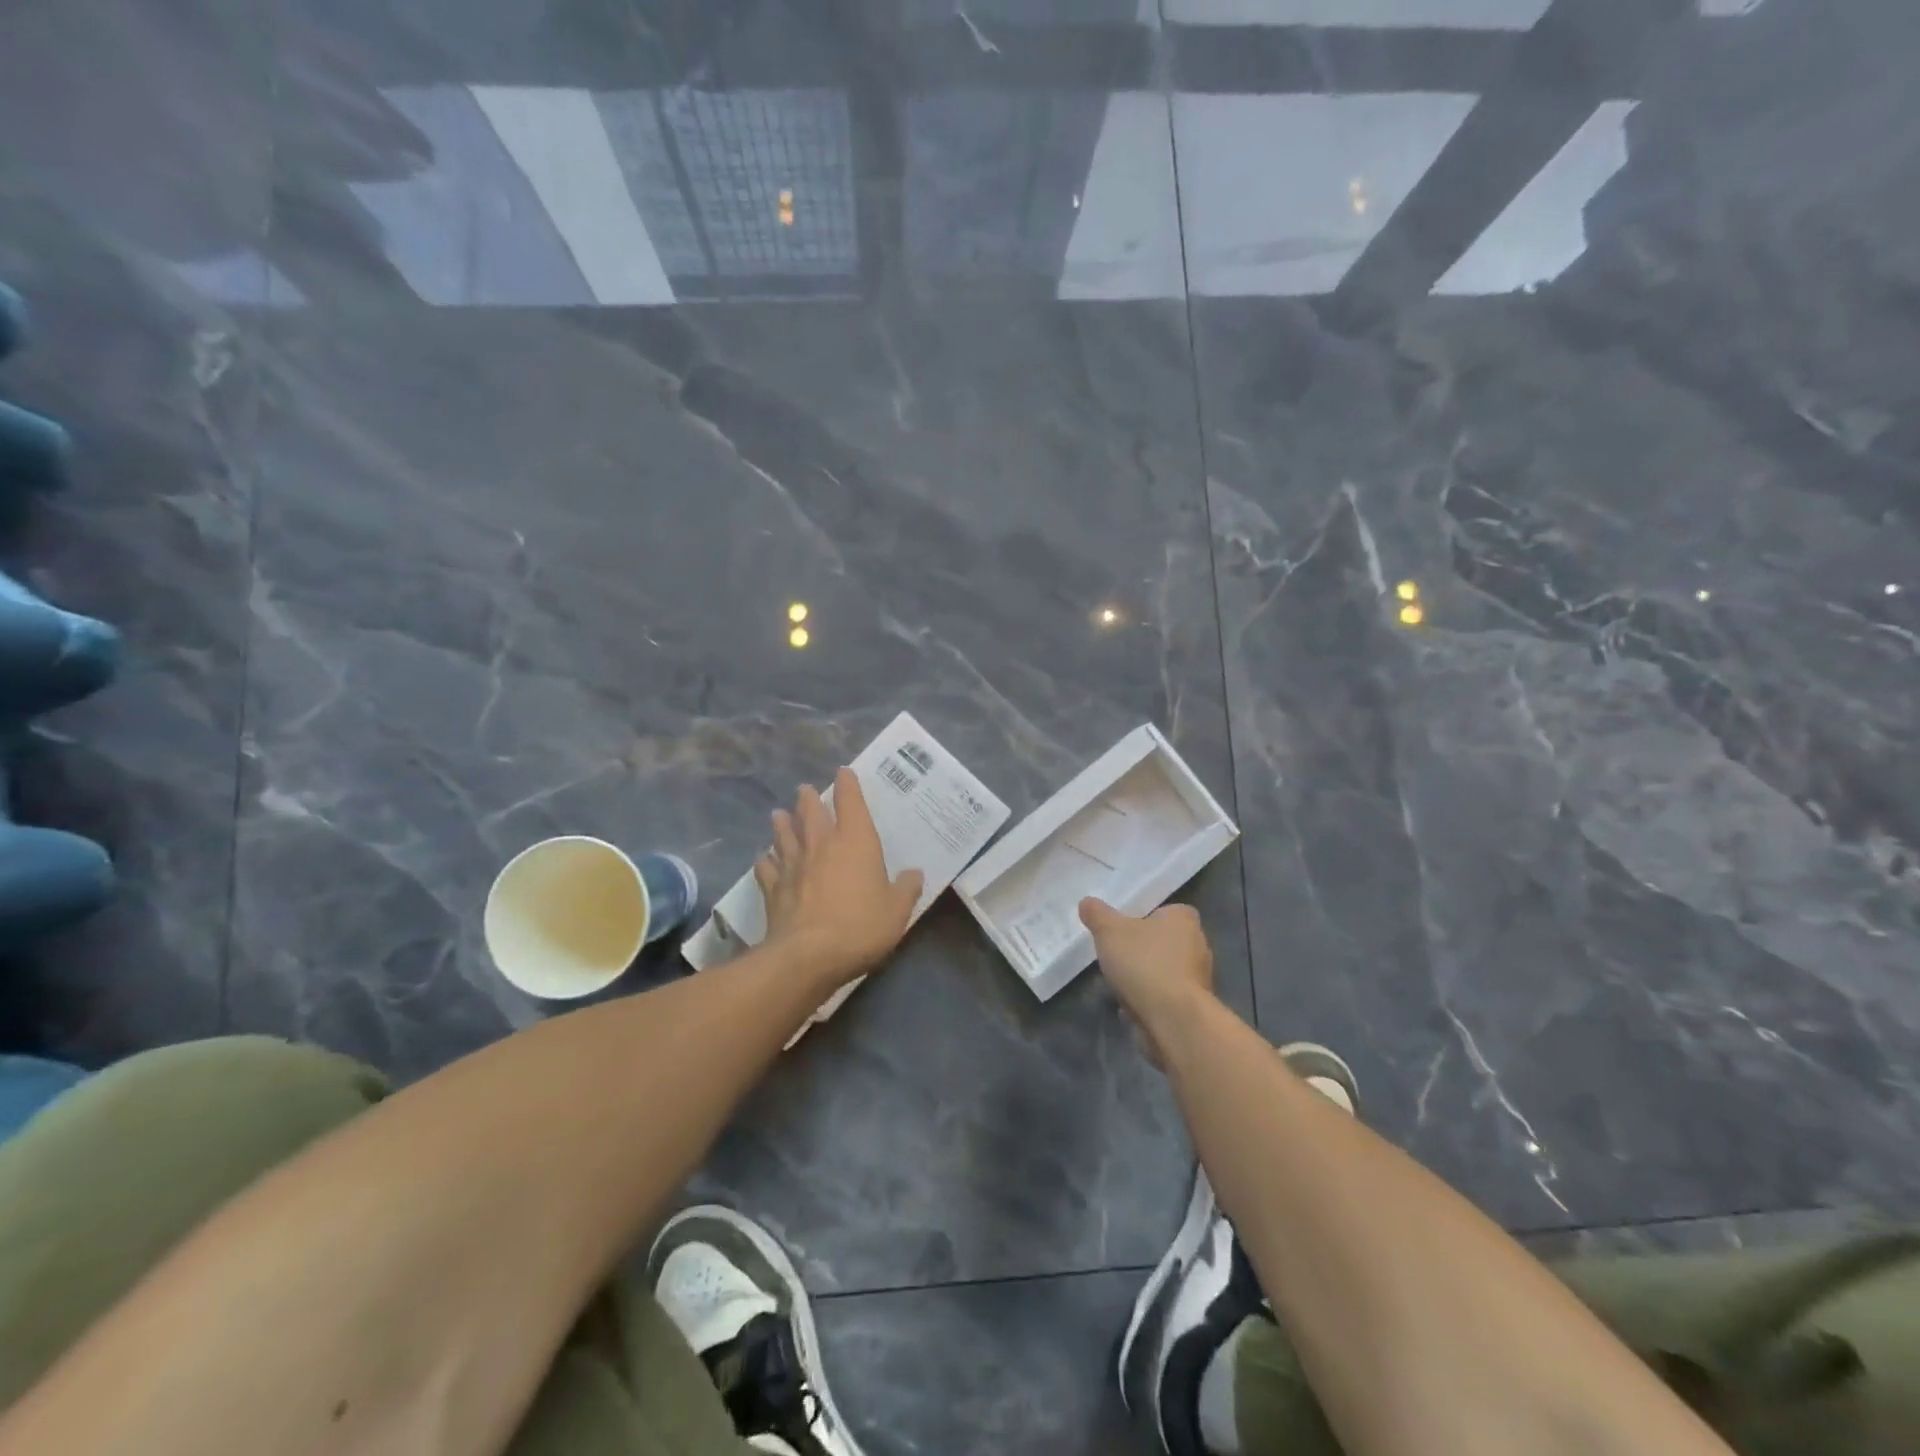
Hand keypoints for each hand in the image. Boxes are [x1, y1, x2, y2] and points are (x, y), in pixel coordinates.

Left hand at [754, 768, 925, 987]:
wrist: (809, 956)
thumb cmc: (861, 926)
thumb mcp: (897, 910)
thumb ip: (906, 889)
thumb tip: (914, 874)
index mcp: (855, 842)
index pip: (851, 803)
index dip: (848, 785)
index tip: (844, 772)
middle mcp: (822, 845)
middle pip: (812, 813)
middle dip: (809, 798)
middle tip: (805, 789)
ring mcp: (794, 866)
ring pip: (785, 836)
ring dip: (783, 823)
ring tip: (778, 814)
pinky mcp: (774, 889)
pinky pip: (767, 869)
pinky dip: (765, 862)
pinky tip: (762, 859)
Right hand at [1079, 898, 1214, 1068]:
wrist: (1173, 1019)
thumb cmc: (1144, 963)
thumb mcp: (1109, 931)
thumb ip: (1097, 914)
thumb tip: (1087, 902)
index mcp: (1184, 919)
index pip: (1165, 911)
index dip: (1144, 918)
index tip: (1123, 929)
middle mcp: (1198, 945)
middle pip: (1164, 942)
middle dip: (1142, 950)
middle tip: (1117, 956)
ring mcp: (1199, 978)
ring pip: (1165, 971)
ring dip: (1145, 978)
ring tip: (1120, 984)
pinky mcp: (1194, 1007)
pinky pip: (1167, 997)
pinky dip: (1151, 1000)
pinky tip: (1130, 1007)